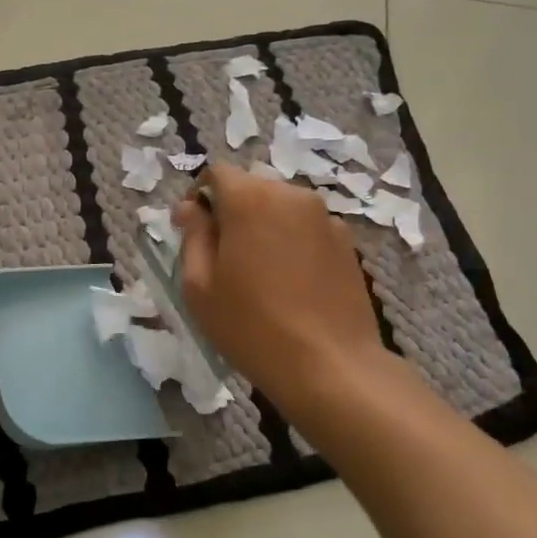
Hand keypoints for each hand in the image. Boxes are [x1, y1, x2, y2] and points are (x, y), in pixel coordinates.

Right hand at [172, 163, 384, 413]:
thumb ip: (192, 236)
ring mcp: (325, 217)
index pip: (217, 173)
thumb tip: (189, 207)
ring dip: (265, 226)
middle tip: (226, 258)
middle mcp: (291, 195)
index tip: (196, 232)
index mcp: (250, 199)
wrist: (330, 364)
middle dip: (234, 211)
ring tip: (262, 273)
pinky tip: (293, 283)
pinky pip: (307, 228)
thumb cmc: (251, 326)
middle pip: (252, 188)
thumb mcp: (200, 287)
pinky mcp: (347, 241)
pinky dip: (293, 242)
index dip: (201, 197)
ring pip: (282, 207)